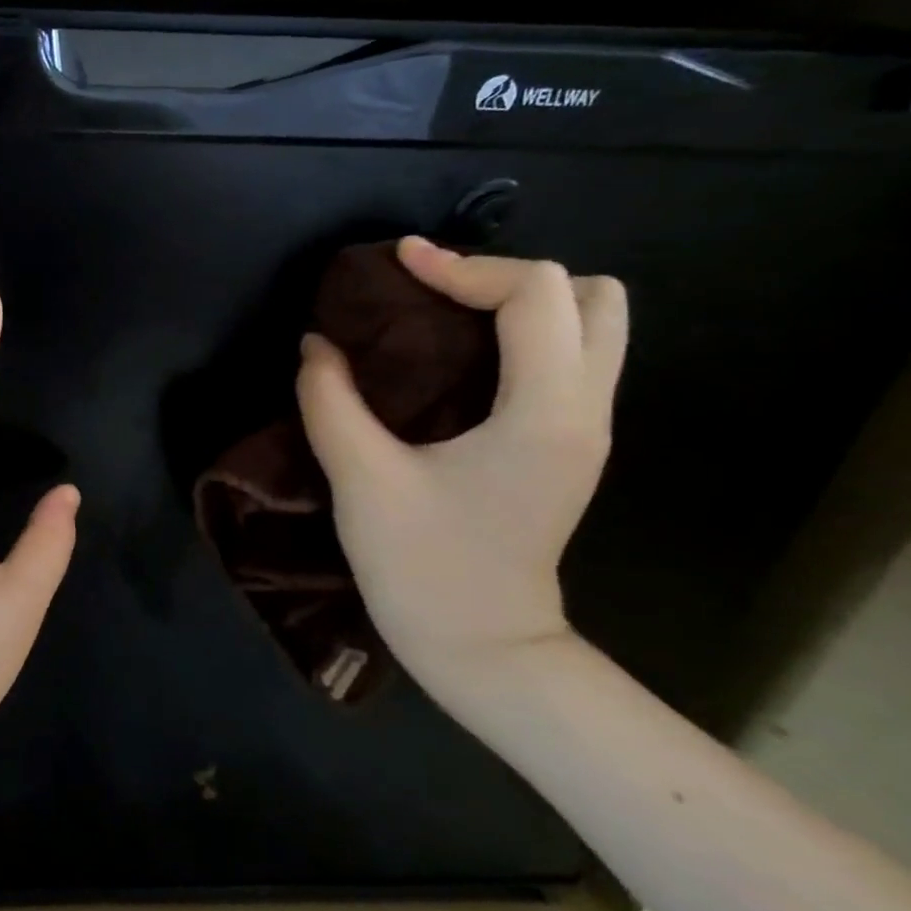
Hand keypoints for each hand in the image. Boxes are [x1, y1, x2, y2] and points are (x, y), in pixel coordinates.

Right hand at [296, 237, 626, 691]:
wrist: (482, 647)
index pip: (536, 294)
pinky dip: (521, 336)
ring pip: (594, 327)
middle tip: (434, 293)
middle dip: (510, 277)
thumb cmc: (423, 565)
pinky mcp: (567, 447)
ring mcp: (586, 430)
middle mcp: (585, 409)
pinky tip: (456, 359)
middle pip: (593, 296)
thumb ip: (329, 399)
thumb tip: (316, 343)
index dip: (464, 264)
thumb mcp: (361, 477)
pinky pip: (568, 360)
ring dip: (524, 304)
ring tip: (446, 318)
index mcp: (544, 412)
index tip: (398, 263)